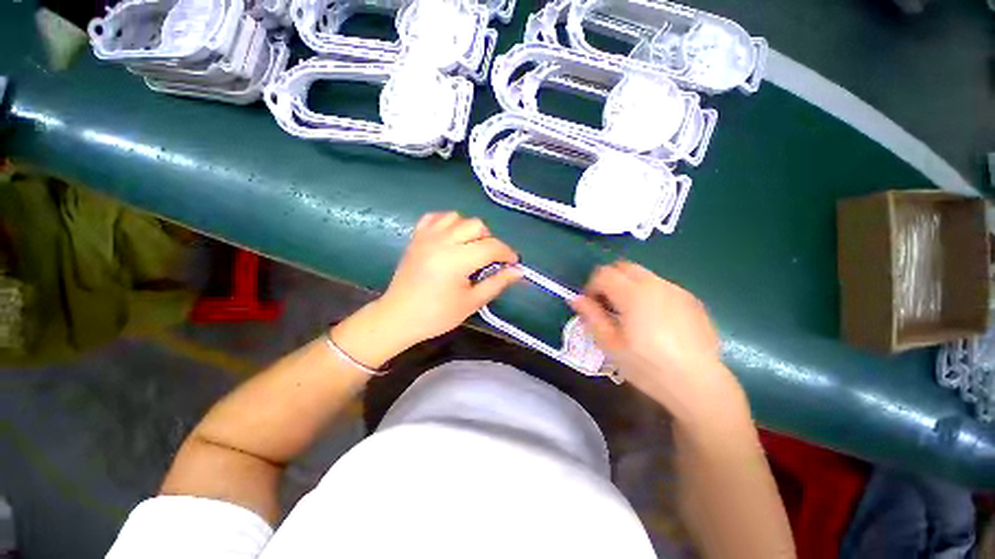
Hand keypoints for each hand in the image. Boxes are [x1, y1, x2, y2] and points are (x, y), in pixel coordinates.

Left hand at [375, 212, 521, 347]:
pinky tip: (451, 237)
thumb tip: (519, 271)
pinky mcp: (416, 236)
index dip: (507, 253)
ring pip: (458, 217)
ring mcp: (427, 236)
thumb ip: (497, 283)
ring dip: (470, 230)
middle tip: (489, 260)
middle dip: (489, 241)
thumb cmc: (437, 315)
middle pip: (476, 225)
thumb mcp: (472, 302)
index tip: (513, 263)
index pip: (491, 247)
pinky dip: (448, 223)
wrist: (399, 316)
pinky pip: (436, 217)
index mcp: (456, 260)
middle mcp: (442, 241)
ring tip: (470, 248)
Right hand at [571, 261, 745, 425]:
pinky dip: (648, 293)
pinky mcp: (691, 299)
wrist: (698, 384)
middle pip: (623, 267)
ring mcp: (676, 290)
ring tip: (630, 313)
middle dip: (609, 280)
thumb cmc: (648, 367)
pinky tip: (654, 319)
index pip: (603, 273)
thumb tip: (575, 299)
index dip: (591, 286)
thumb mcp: (610, 345)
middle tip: (607, 305)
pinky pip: (661, 286)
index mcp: (633, 294)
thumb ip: (591, 316)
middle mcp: (655, 284)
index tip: (591, 305)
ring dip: (628, 286)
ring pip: (643, 275)